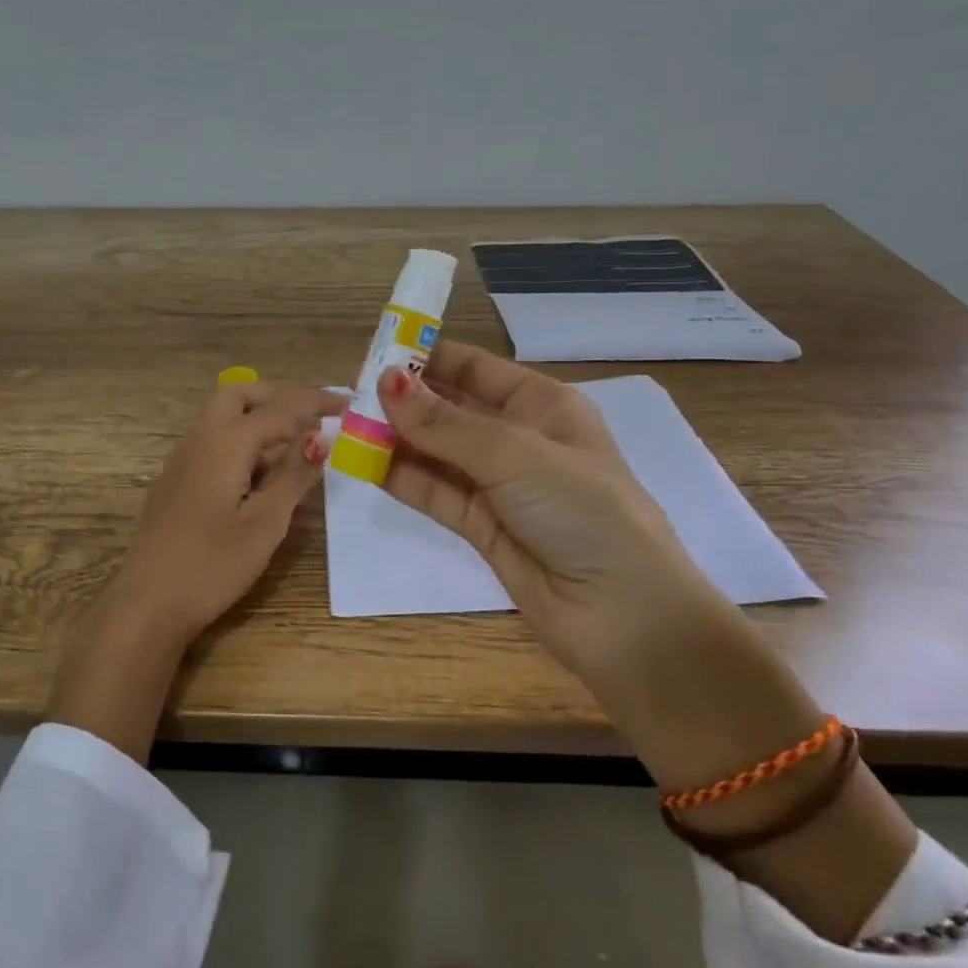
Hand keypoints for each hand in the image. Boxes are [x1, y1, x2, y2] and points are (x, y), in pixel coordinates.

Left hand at [48, 380, 341, 762]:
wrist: (148, 603)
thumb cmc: (213, 564)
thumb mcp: (265, 523)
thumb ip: (293, 476)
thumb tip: (320, 438)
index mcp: (225, 443)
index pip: (278, 409)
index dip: (314, 403)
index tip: (346, 403)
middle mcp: (199, 440)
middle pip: (238, 397)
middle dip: (277, 399)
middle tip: (311, 420)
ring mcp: (181, 461)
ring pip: (222, 419)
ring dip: (259, 421)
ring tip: (294, 451)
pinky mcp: (175, 483)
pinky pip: (212, 444)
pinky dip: (241, 443)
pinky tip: (258, 477)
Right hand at [377, 343, 825, 790]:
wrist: (623, 614)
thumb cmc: (581, 510)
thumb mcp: (514, 454)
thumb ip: (444, 423)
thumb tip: (383, 382)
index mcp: (542, 405)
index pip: (474, 368)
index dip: (426, 357)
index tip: (374, 352)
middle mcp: (519, 439)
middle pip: (451, 408)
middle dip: (404, 400)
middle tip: (348, 393)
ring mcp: (500, 485)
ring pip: (437, 452)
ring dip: (396, 439)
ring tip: (345, 427)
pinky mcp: (482, 526)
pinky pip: (435, 492)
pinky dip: (402, 478)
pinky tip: (364, 463)